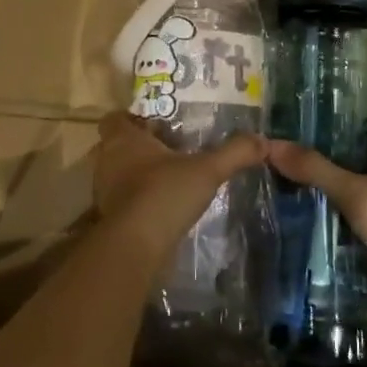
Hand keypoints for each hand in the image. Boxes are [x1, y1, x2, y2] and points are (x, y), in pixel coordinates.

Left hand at [94, 112, 266, 254]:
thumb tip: (264, 140)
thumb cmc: (164, 194)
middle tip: (165, 149)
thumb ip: (235, 152)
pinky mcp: (107, 220)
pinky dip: (133, 202)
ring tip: (165, 178)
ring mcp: (102, 192)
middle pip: (114, 146)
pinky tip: (158, 207)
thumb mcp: (207, 170)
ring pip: (115, 174)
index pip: (114, 118)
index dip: (130, 118)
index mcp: (124, 139)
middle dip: (135, 147)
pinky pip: (119, 201)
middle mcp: (107, 161)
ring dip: (133, 175)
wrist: (135, 248)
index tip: (154, 124)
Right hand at [266, 141, 366, 306]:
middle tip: (296, 180)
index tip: (308, 149)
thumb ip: (315, 169)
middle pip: (363, 178)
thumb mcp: (354, 191)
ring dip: (339, 213)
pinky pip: (365, 238)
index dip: (340, 145)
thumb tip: (273, 145)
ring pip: (363, 210)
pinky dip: (346, 240)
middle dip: (335, 181)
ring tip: (298, 208)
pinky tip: (317, 240)